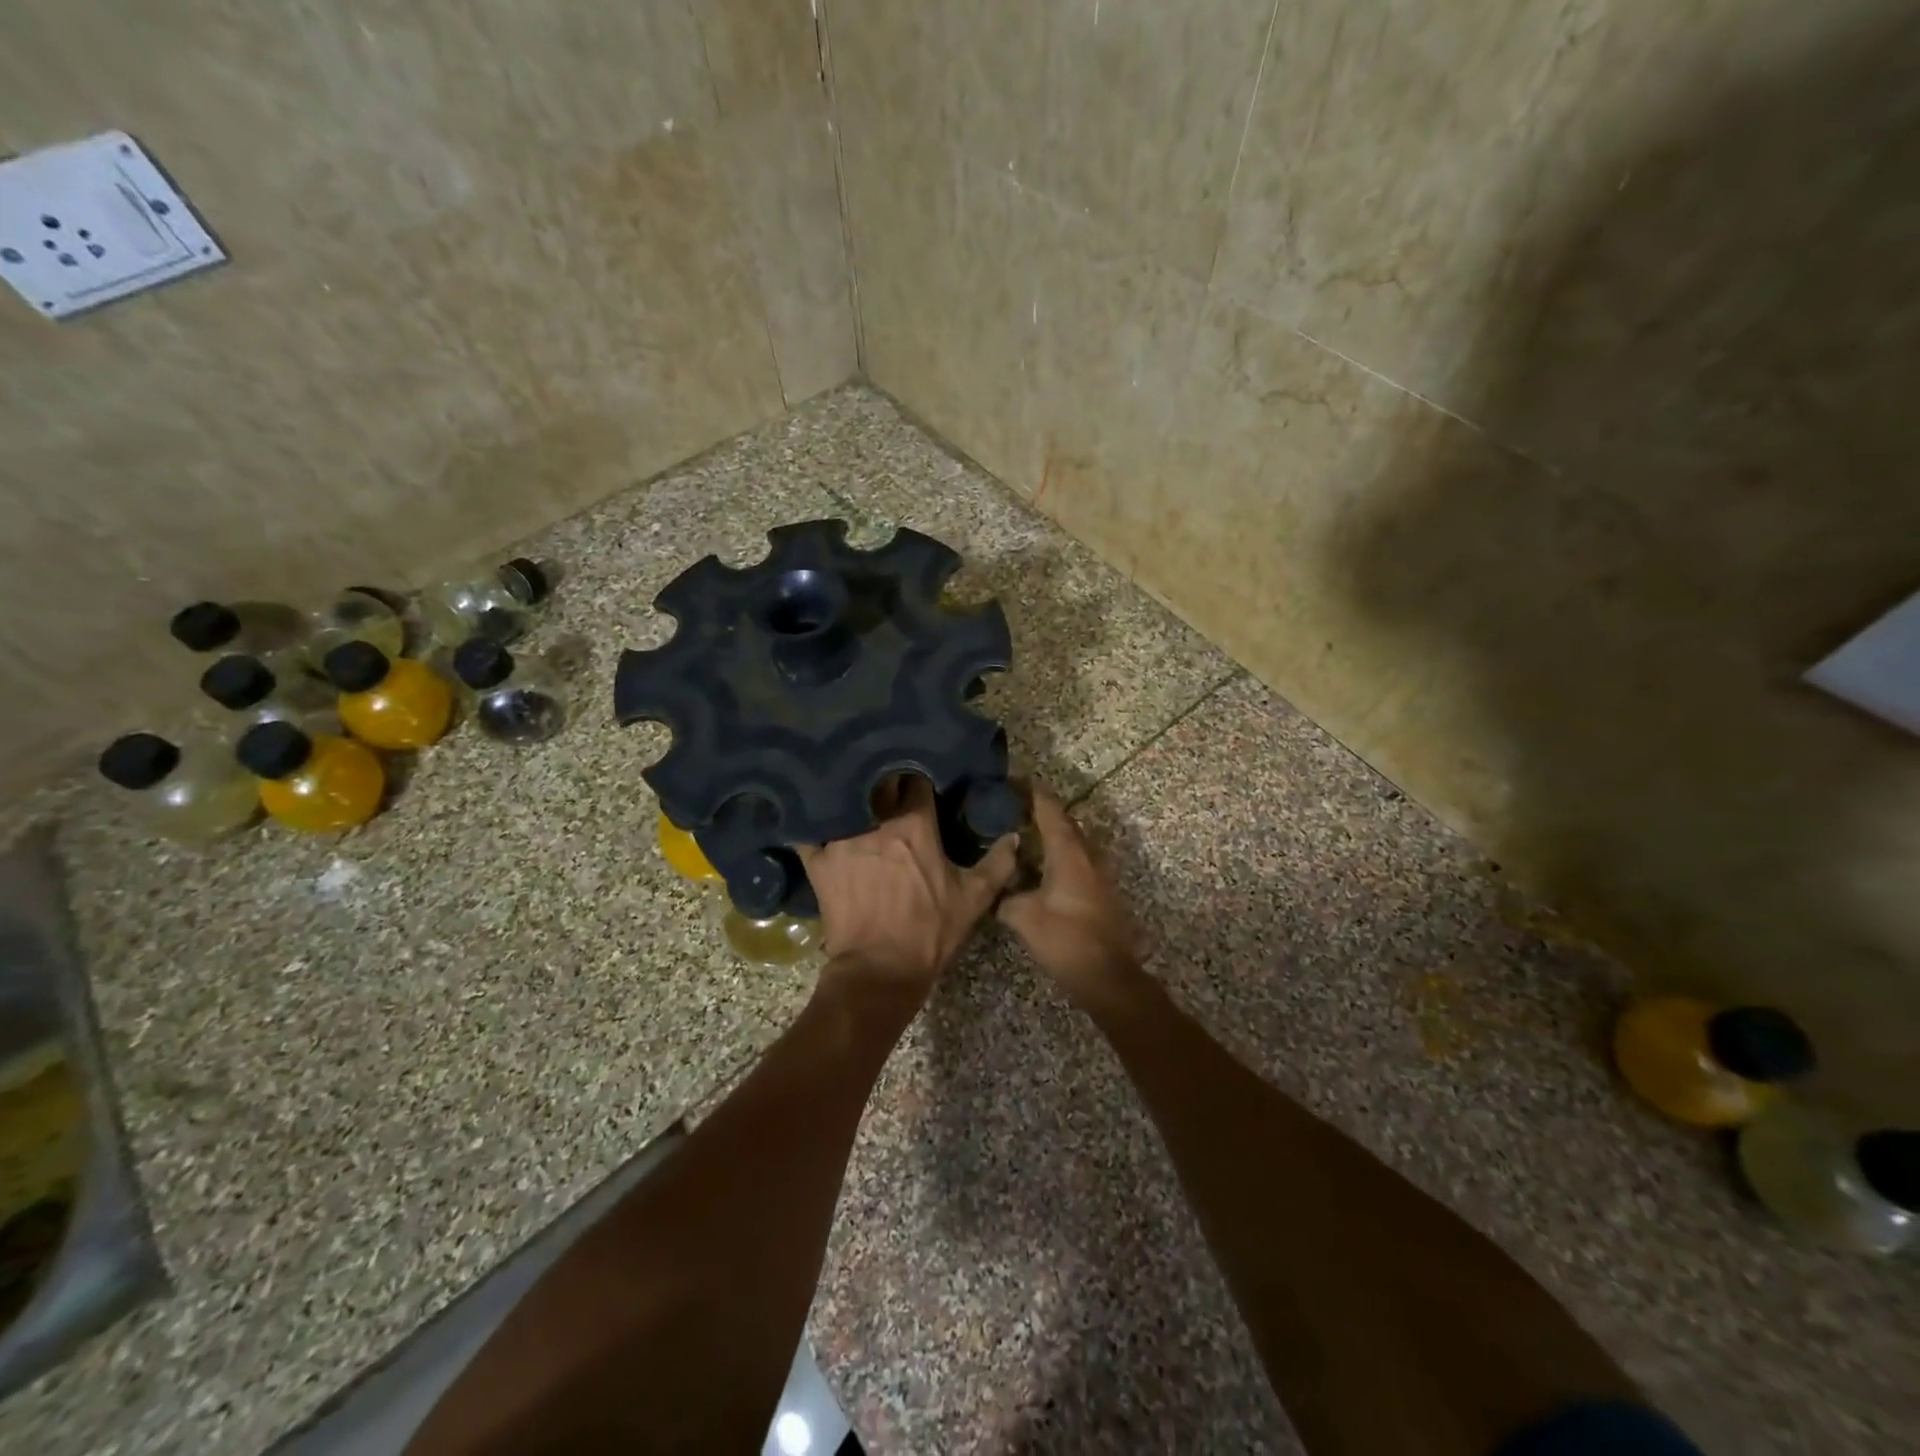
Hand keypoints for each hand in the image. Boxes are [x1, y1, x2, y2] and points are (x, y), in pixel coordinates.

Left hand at [799, 776, 1016, 996]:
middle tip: (887, 781)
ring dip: (850, 795)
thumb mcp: (973, 899)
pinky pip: (808, 830)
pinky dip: (811, 821)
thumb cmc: (930, 931)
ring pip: (843, 800)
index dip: (919, 775)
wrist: (880, 970)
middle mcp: (875, 821)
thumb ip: (997, 864)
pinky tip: (812, 814)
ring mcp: (841, 838)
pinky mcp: (817, 860)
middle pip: (877, 783)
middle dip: (883, 779)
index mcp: (914, 824)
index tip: (921, 777)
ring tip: (851, 790)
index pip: (915, 779)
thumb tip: (1014, 836)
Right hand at [996, 787, 1142, 1009]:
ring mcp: (1098, 872)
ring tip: (1022, 833)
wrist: (1107, 975)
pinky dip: (1058, 854)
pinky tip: (1039, 866)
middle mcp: (1087, 855)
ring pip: (1072, 841)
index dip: (1032, 792)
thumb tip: (994, 889)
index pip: (1050, 809)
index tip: (1012, 781)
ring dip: (1051, 833)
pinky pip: (1077, 859)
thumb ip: (1005, 896)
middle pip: (1064, 821)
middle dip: (1040, 810)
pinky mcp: (1101, 890)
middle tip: (1011, 807)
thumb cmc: (1065, 939)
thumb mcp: (1023, 917)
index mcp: (1068, 852)